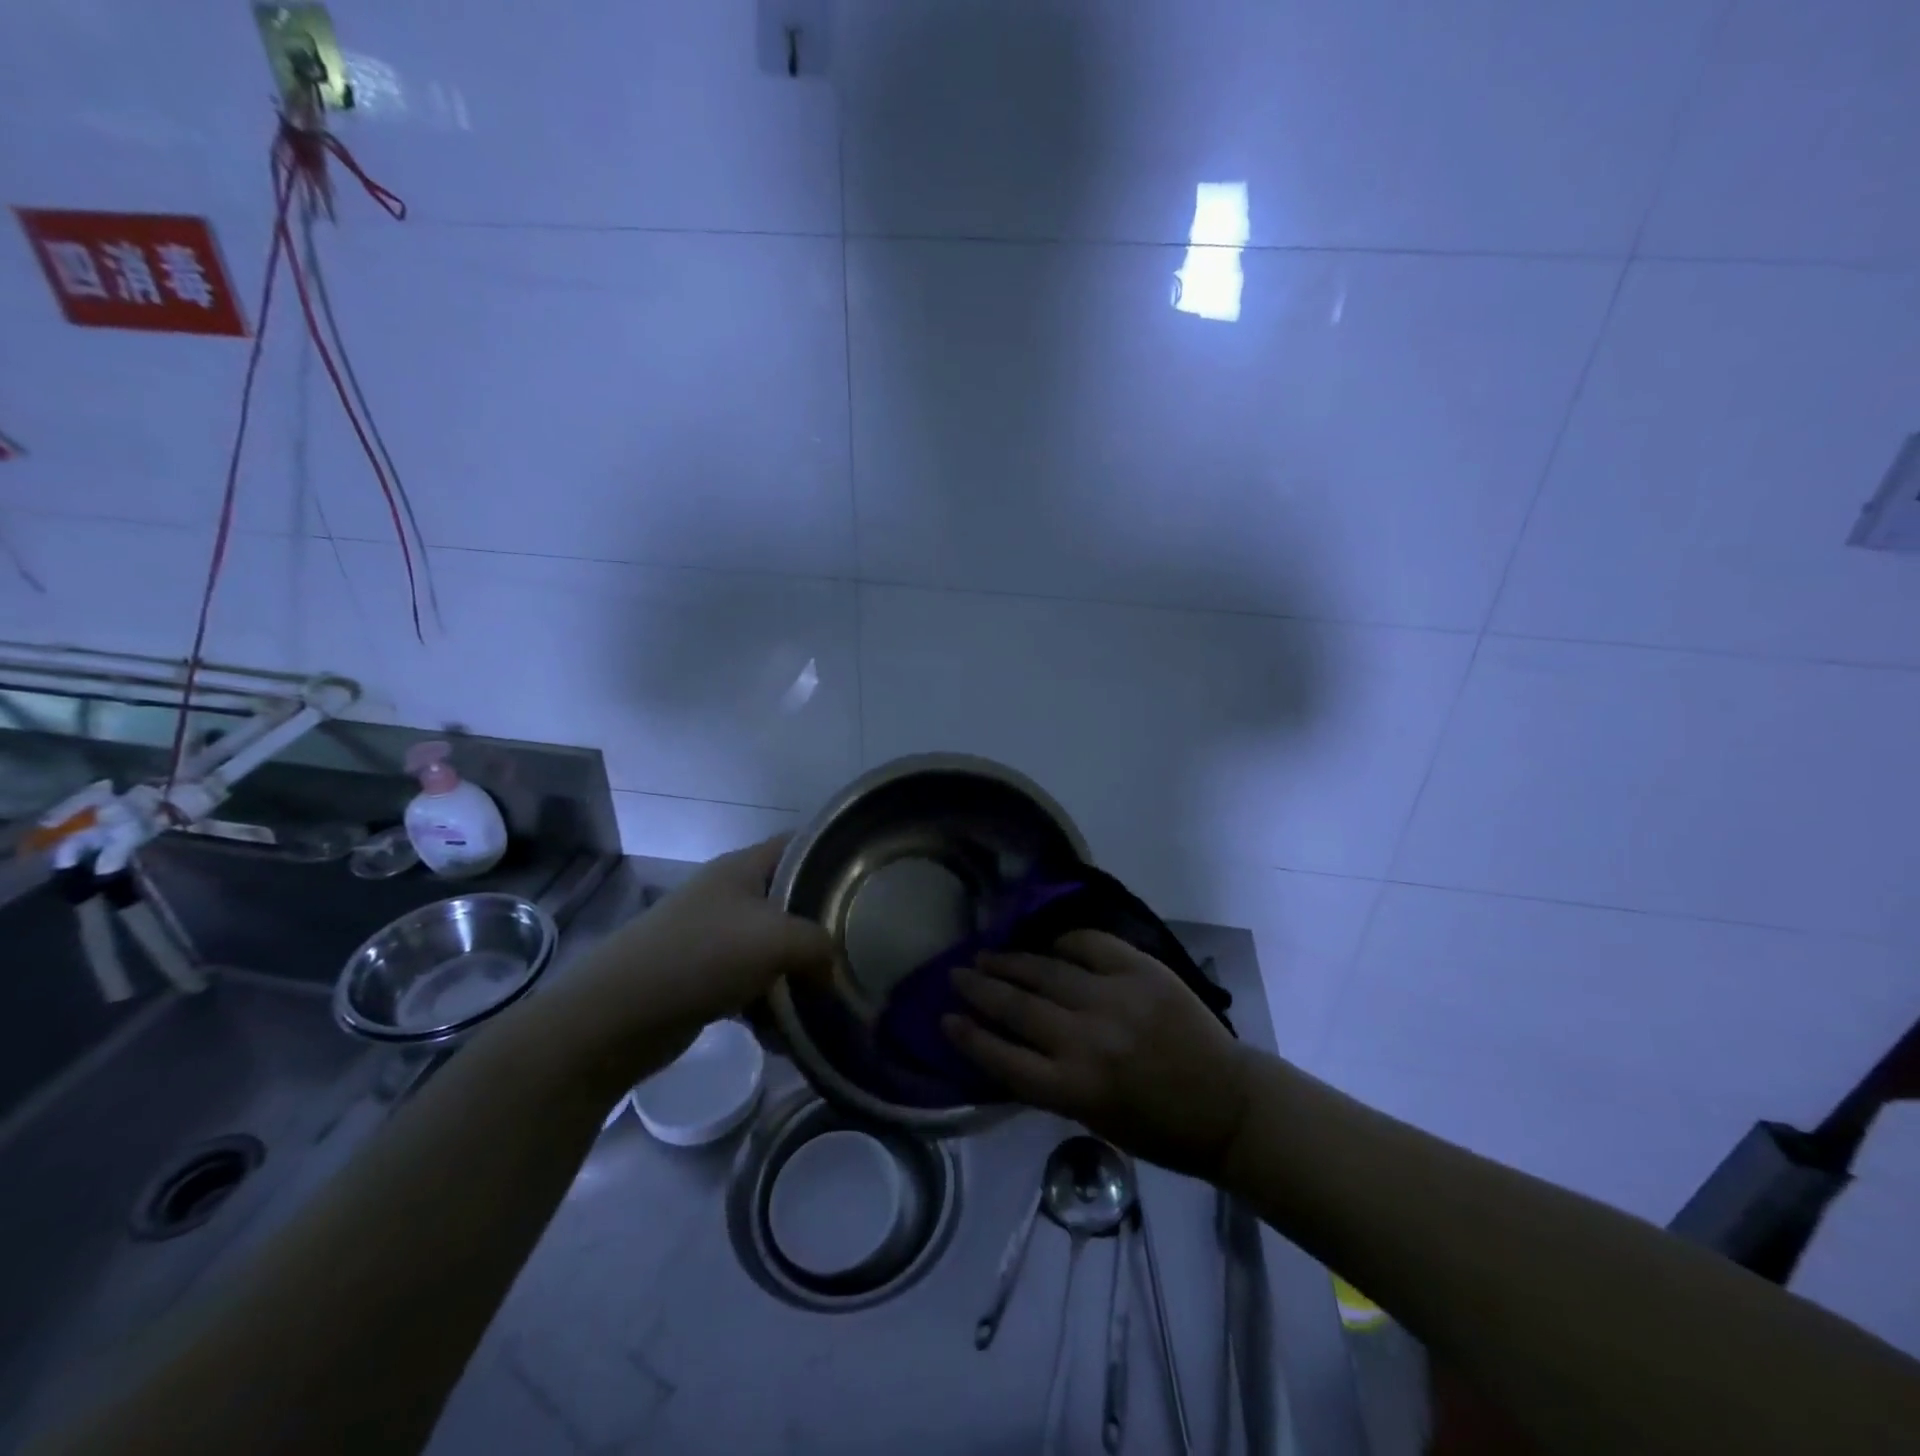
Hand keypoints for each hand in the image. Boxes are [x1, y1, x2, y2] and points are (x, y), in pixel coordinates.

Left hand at [543, 836, 831, 1078]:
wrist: (616, 1016)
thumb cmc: (701, 956)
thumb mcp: (776, 939)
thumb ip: (820, 945)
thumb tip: (834, 971)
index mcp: (743, 868)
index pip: (799, 845)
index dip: (833, 856)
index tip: (869, 884)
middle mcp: (729, 895)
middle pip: (790, 900)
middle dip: (822, 927)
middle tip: (859, 948)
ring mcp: (713, 936)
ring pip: (773, 947)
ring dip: (798, 974)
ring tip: (828, 1000)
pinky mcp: (703, 976)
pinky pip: (751, 984)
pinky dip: (769, 1005)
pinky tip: (786, 1034)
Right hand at [943, 930, 1252, 1179]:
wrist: (1227, 1104)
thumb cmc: (1158, 1127)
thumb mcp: (1093, 1120)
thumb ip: (1049, 1082)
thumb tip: (1007, 1043)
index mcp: (1074, 1089)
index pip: (1002, 1058)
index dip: (968, 1037)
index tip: (945, 1019)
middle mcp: (1087, 1040)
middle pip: (1017, 1007)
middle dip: (980, 989)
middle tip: (957, 975)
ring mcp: (1115, 999)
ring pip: (1046, 971)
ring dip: (1011, 962)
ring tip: (987, 954)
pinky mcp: (1142, 971)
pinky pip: (1091, 944)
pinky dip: (1065, 940)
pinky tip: (1048, 942)